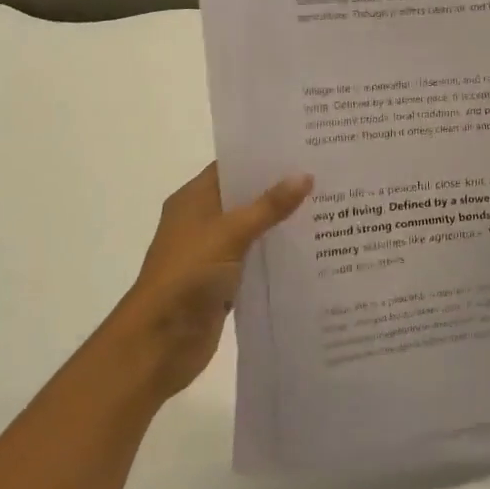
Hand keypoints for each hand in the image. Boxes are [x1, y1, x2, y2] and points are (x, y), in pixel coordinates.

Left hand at [111, 163, 311, 403]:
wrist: (160, 342)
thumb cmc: (188, 276)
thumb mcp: (231, 234)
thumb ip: (269, 206)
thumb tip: (305, 175)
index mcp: (193, 200)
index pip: (231, 166)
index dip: (263, 156)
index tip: (303, 146)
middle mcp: (202, 221)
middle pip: (246, 196)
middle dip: (281, 188)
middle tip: (325, 173)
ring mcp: (213, 252)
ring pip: (255, 229)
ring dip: (283, 222)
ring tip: (329, 205)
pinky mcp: (225, 281)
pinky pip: (257, 259)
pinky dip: (279, 253)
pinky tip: (313, 247)